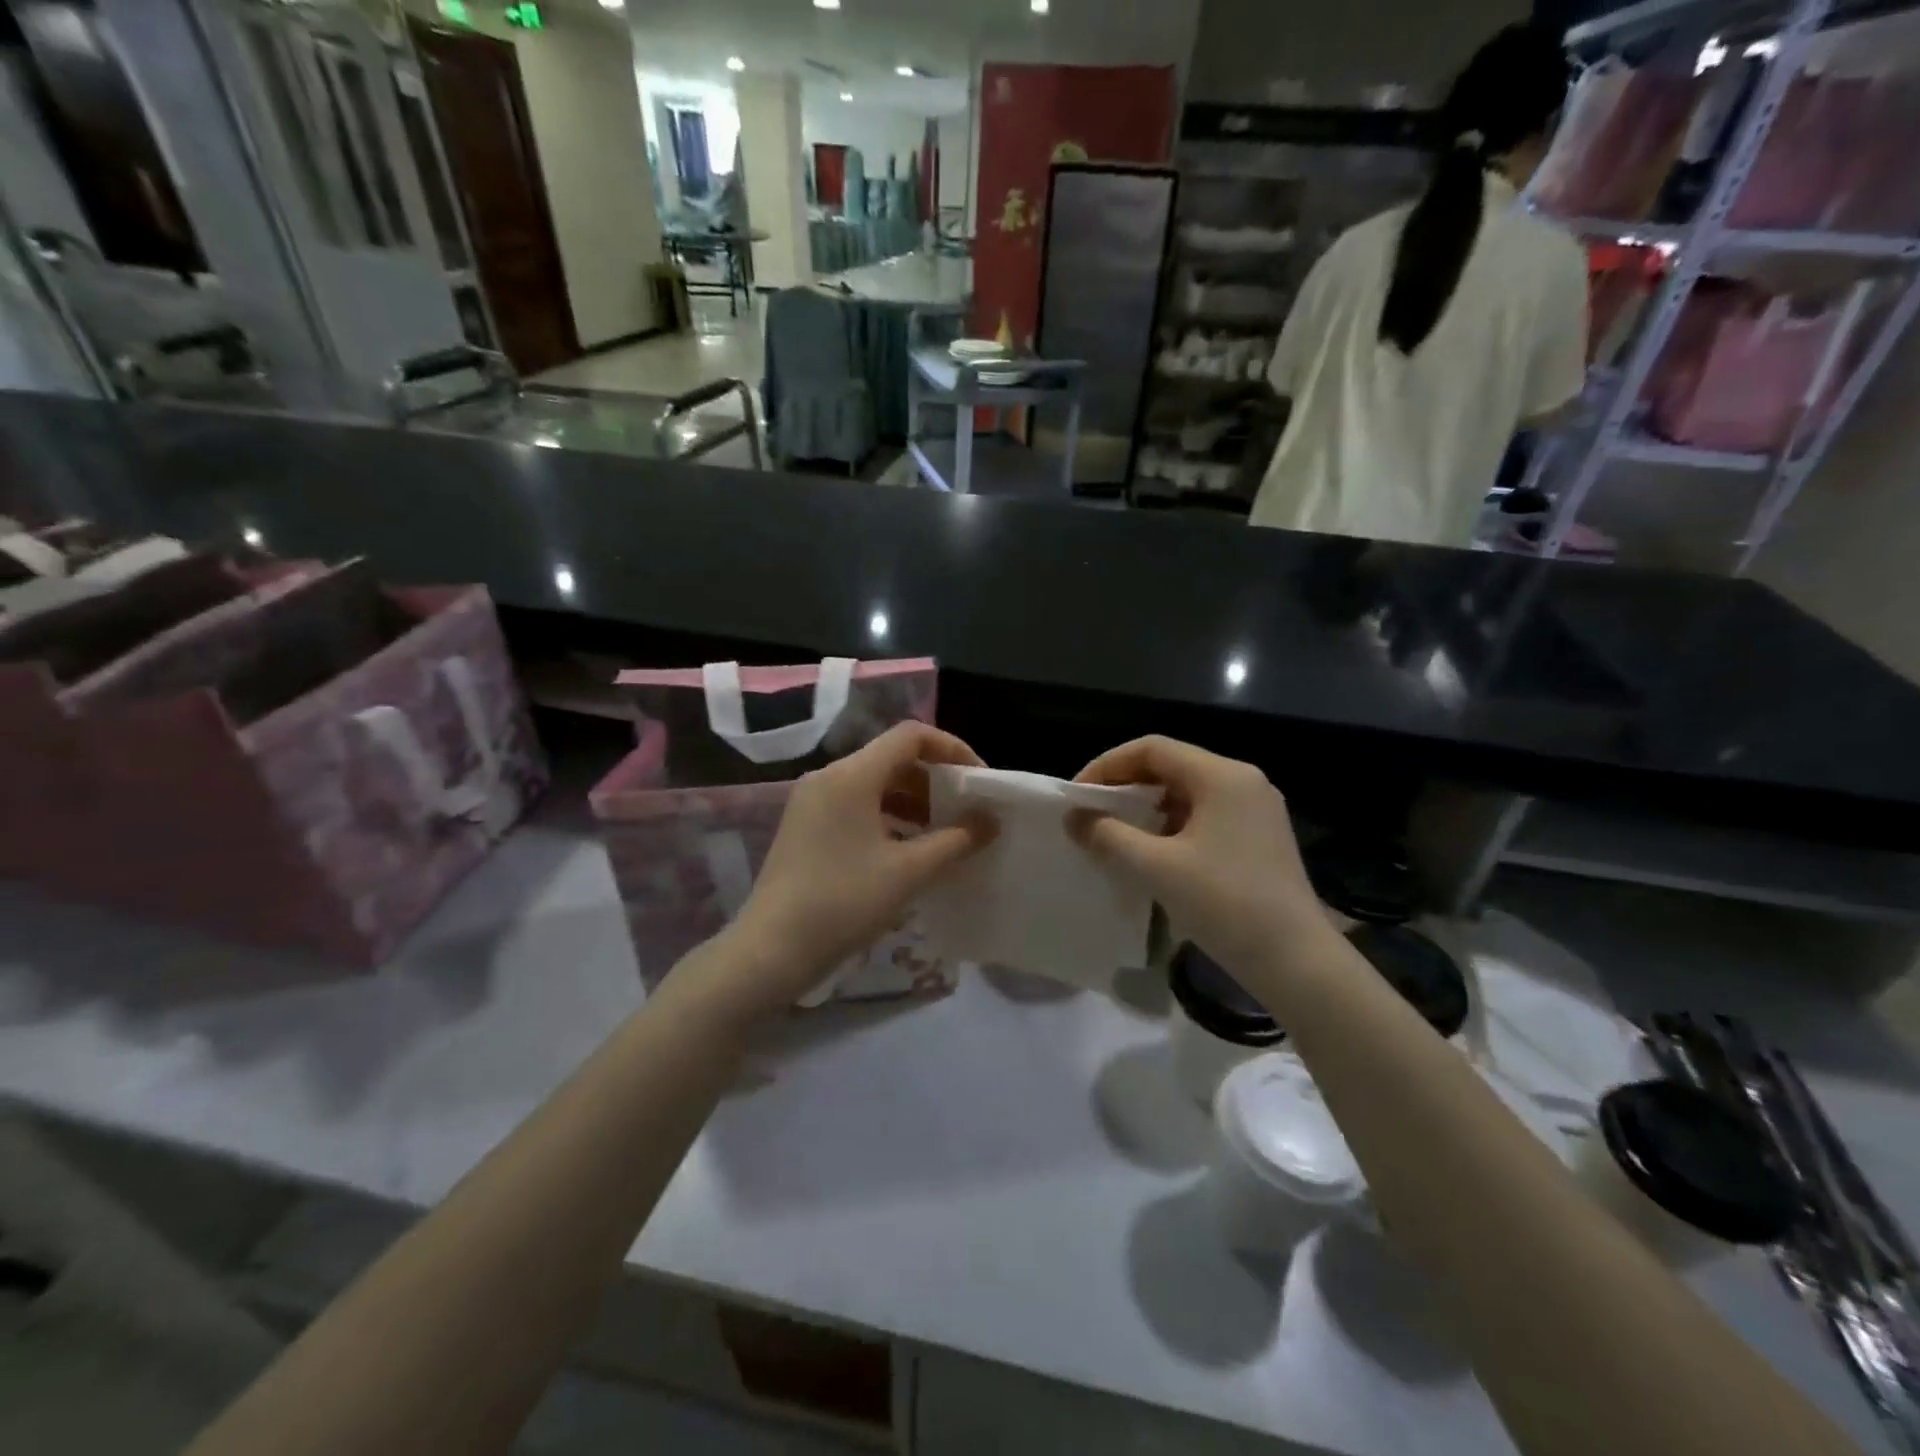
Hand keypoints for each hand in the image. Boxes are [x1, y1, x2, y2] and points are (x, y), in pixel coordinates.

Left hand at [717, 723, 993, 1013]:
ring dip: (913, 801)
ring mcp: (813, 802)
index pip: (911, 736)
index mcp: (851, 775)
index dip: (952, 749)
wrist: (771, 950)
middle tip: (966, 811)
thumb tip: (990, 821)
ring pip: (874, 785)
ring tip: (943, 834)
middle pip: (893, 758)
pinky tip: (908, 850)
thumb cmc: (843, 902)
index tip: (978, 781)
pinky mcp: (806, 827)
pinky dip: (888, 818)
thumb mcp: (908, 872)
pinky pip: (856, 806)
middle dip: (935, 780)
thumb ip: (956, 840)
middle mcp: (829, 777)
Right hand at [1069, 736, 1331, 978]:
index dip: (1108, 765)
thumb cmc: (1225, 904)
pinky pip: (1205, 815)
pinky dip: (1172, 825)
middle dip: (1126, 785)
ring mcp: (1256, 810)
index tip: (1078, 795)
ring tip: (1116, 833)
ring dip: (1148, 807)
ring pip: (1188, 792)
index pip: (1152, 748)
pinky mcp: (1260, 837)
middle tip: (1092, 813)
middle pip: (1171, 766)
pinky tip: (1153, 853)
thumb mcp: (1156, 868)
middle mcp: (1243, 782)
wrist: (1296, 962)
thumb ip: (1108, 836)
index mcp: (1222, 776)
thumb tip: (1074, 818)